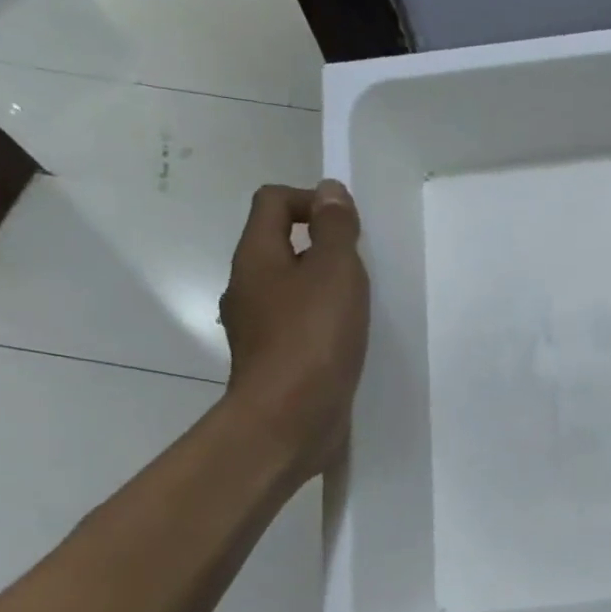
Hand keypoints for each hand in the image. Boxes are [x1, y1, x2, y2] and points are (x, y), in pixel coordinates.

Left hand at [219, 180, 369, 479]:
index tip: (348, 227)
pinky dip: (323, 321)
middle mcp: (248, 287)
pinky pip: (300, 324)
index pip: (272, 201)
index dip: (311, 200)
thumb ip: (335, 229)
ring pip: (292, 287)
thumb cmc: (313, 338)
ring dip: (325, 286)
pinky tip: (350, 339)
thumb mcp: (335, 271)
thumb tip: (329, 190)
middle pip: (281, 245)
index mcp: (256, 257)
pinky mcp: (275, 360)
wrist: (288, 421)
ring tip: (362, 304)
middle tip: (362, 267)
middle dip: (323, 246)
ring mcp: (258, 327)